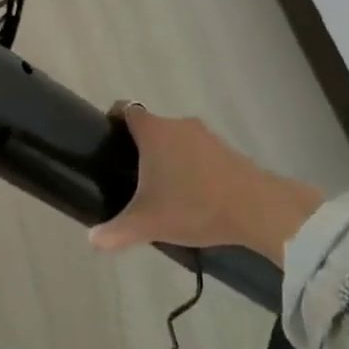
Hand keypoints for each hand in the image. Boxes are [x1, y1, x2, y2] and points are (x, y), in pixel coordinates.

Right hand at [88, 105, 322, 265]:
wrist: (256, 208)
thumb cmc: (194, 206)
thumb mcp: (148, 224)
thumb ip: (115, 232)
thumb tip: (92, 240)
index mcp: (154, 131)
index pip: (126, 109)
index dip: (113, 120)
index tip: (108, 141)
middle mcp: (178, 125)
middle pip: (151, 127)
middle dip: (140, 149)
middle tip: (131, 178)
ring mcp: (206, 135)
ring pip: (176, 140)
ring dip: (168, 158)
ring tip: (162, 191)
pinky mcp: (227, 149)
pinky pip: (198, 152)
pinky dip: (191, 167)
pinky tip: (192, 196)